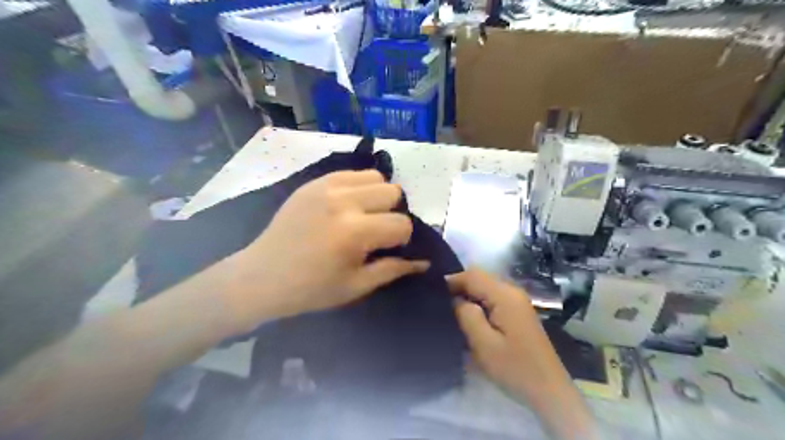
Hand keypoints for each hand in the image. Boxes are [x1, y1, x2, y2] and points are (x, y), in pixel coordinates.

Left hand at [221, 170, 428, 331]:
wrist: (262, 276)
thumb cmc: (311, 289)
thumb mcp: (356, 286)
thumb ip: (393, 269)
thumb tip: (424, 262)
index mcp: (355, 232)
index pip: (402, 224)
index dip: (402, 240)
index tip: (388, 249)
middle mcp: (344, 201)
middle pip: (393, 192)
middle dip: (391, 214)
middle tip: (374, 231)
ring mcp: (326, 186)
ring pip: (376, 177)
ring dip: (377, 197)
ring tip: (362, 215)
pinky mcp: (314, 182)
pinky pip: (351, 173)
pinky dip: (358, 187)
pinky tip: (346, 206)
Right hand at [448, 268, 550, 398]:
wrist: (549, 390)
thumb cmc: (515, 368)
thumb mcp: (484, 344)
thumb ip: (466, 315)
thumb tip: (455, 299)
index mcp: (504, 295)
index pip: (472, 275)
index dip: (451, 280)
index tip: (432, 294)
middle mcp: (512, 291)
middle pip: (479, 278)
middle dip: (458, 288)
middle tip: (439, 304)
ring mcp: (517, 301)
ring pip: (485, 288)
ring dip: (468, 296)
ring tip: (451, 312)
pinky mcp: (517, 312)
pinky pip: (492, 298)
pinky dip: (478, 304)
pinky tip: (469, 319)